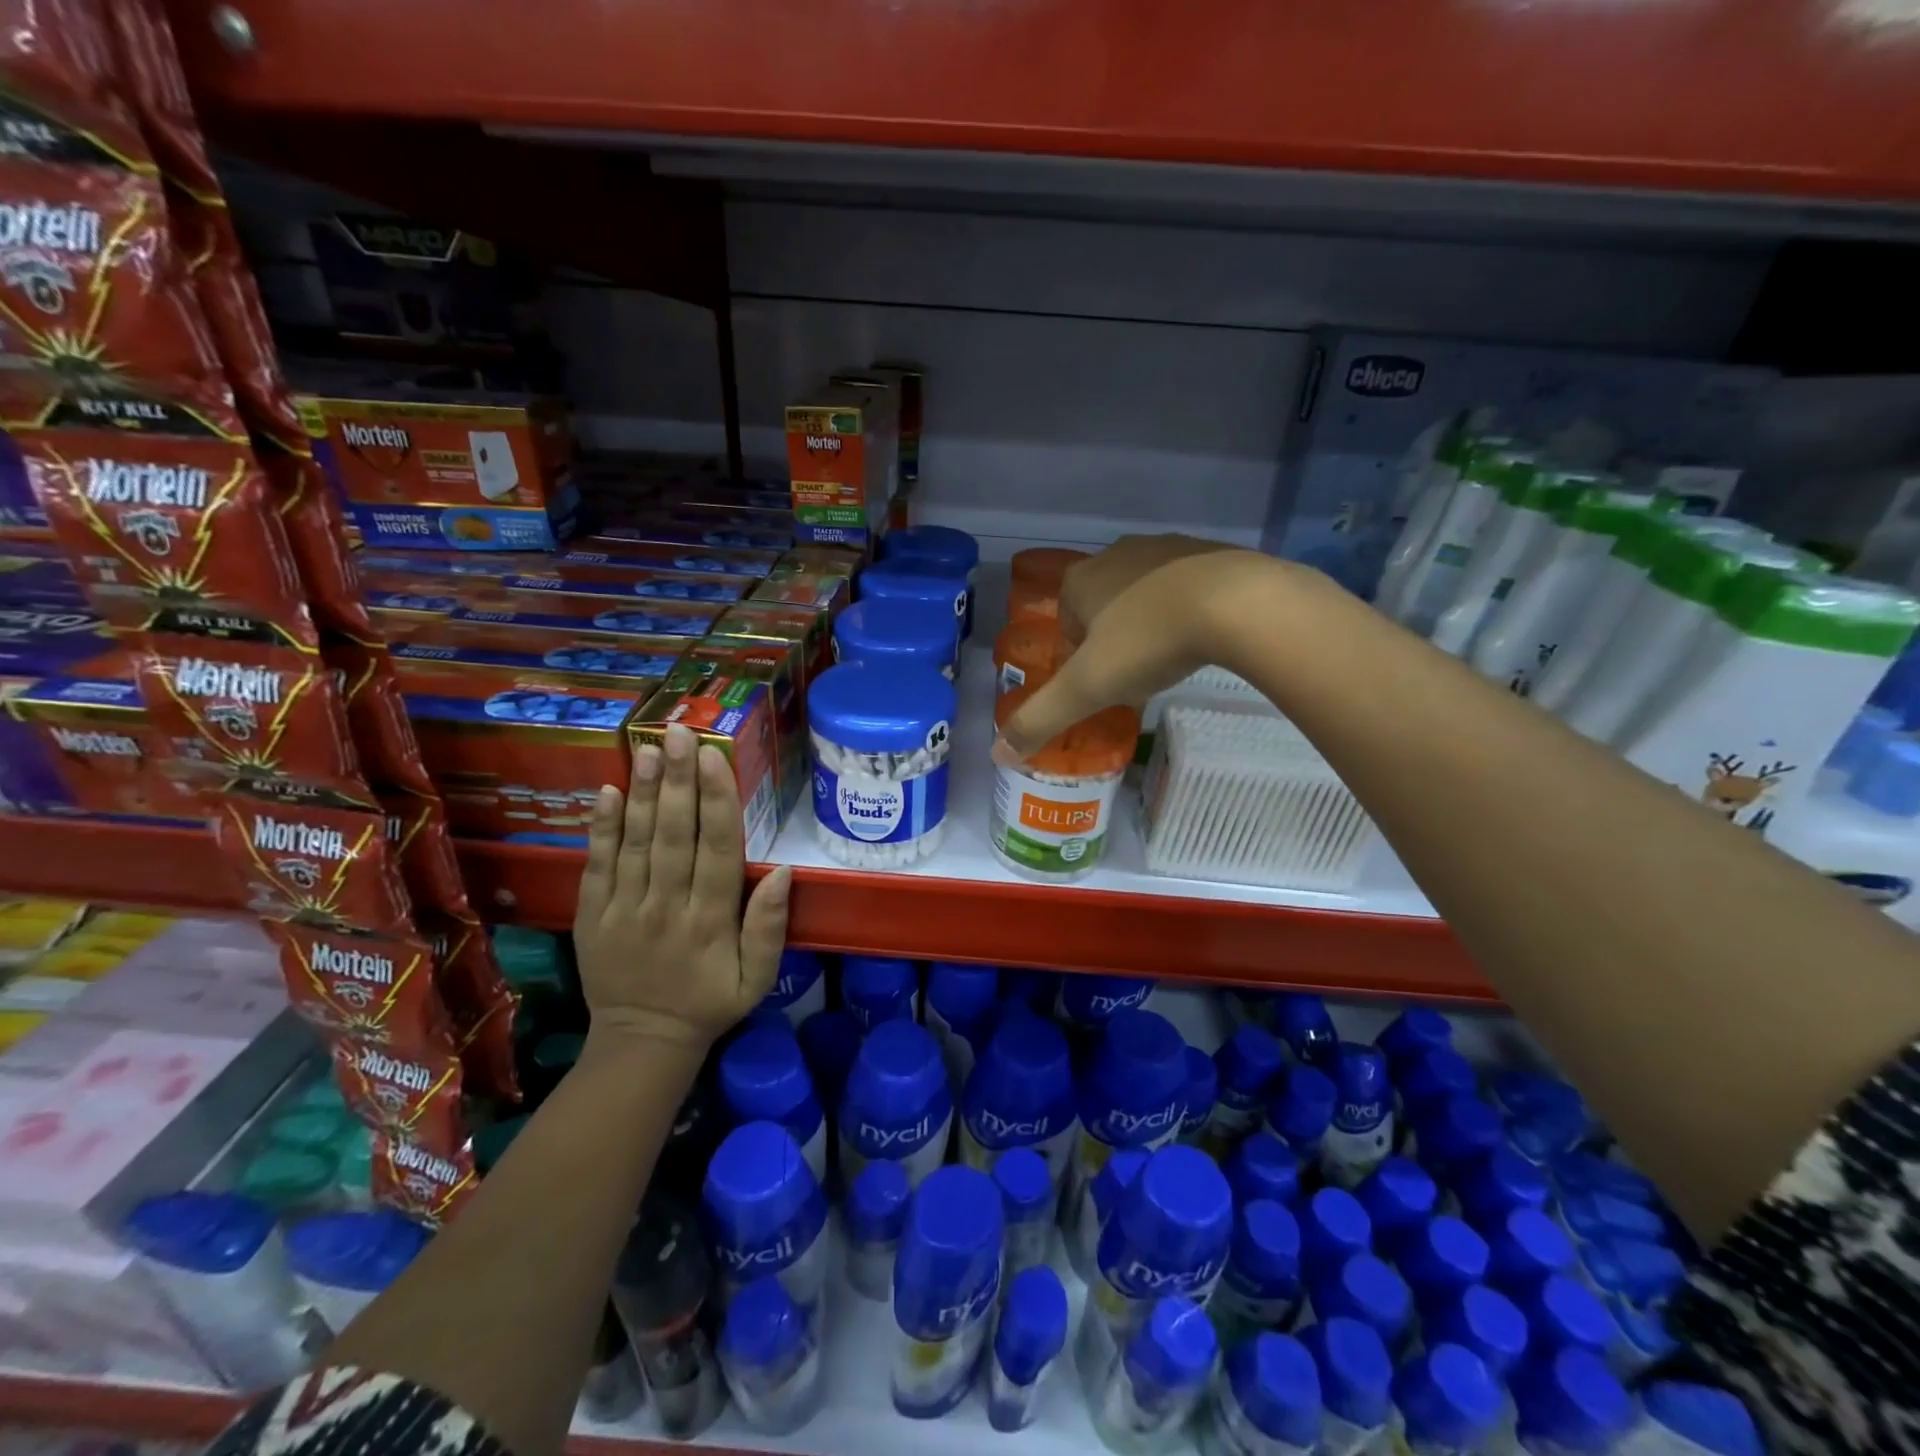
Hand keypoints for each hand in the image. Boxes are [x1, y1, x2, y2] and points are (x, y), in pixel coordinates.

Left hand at [574, 722, 791, 1050]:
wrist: (642, 1042)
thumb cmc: (710, 1003)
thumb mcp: (757, 978)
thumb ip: (768, 927)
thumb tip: (783, 871)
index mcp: (711, 921)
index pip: (717, 850)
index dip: (717, 801)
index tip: (716, 759)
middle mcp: (667, 907)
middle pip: (674, 835)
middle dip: (679, 781)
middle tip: (680, 734)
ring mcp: (625, 909)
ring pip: (636, 842)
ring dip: (644, 793)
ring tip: (649, 749)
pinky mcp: (593, 915)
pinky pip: (597, 865)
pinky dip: (602, 828)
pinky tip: (609, 791)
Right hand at [993, 535, 1282, 761]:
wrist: (1236, 603)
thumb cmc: (1148, 641)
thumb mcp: (1086, 689)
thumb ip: (1040, 720)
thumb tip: (998, 754)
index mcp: (1080, 580)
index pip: (1066, 622)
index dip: (1080, 657)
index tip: (1104, 681)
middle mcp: (1116, 554)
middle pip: (1103, 607)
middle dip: (1114, 640)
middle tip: (1137, 673)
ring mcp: (1164, 547)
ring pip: (1144, 594)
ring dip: (1149, 623)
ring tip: (1171, 656)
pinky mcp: (1208, 550)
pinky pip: (1184, 585)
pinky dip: (1187, 608)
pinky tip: (1204, 634)